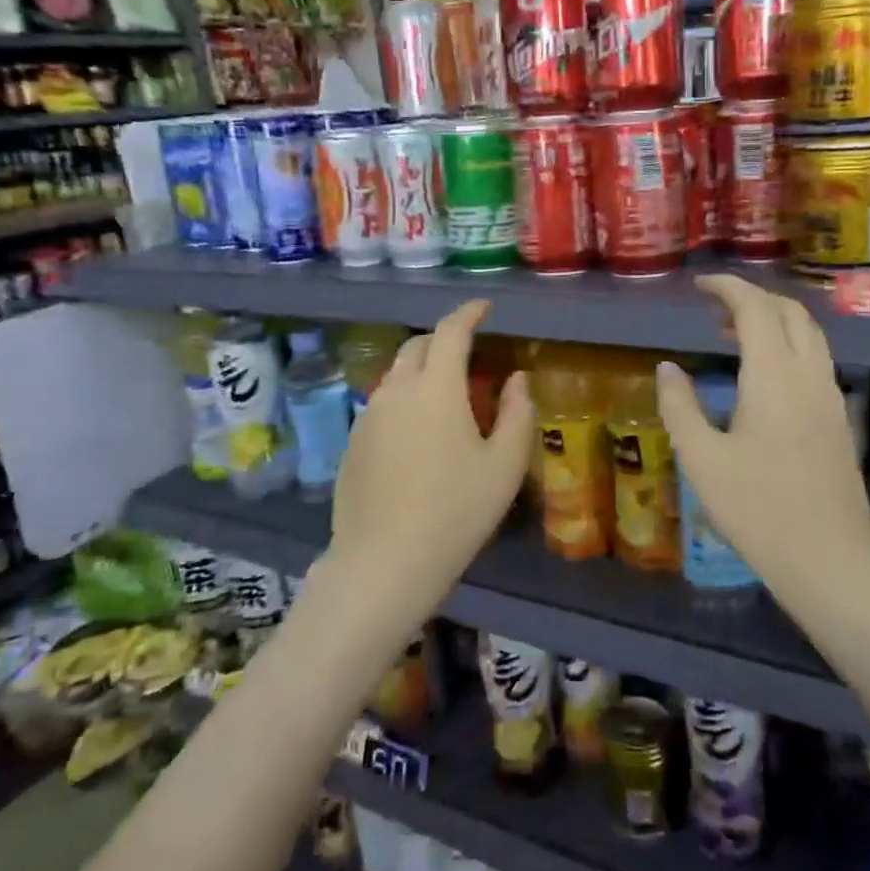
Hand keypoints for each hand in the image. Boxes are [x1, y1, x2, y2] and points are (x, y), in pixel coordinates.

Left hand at [329, 301, 534, 606]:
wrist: (384, 562)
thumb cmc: (456, 512)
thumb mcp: (504, 466)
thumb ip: (516, 413)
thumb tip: (516, 379)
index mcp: (436, 388)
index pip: (450, 331)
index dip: (468, 313)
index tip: (484, 308)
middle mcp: (397, 391)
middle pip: (418, 346)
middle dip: (444, 339)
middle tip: (469, 355)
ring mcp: (368, 415)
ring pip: (397, 374)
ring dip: (422, 370)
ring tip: (446, 396)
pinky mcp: (353, 441)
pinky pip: (383, 403)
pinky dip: (405, 399)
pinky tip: (418, 434)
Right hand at [656, 276, 869, 596]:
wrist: (830, 560)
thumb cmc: (757, 509)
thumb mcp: (701, 459)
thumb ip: (680, 406)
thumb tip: (668, 367)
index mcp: (773, 375)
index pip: (755, 308)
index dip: (727, 288)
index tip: (700, 286)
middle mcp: (809, 375)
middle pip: (790, 313)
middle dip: (753, 299)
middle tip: (714, 309)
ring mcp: (831, 397)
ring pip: (809, 335)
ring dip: (774, 322)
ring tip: (735, 336)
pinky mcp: (840, 420)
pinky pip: (816, 360)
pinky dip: (789, 346)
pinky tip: (765, 377)